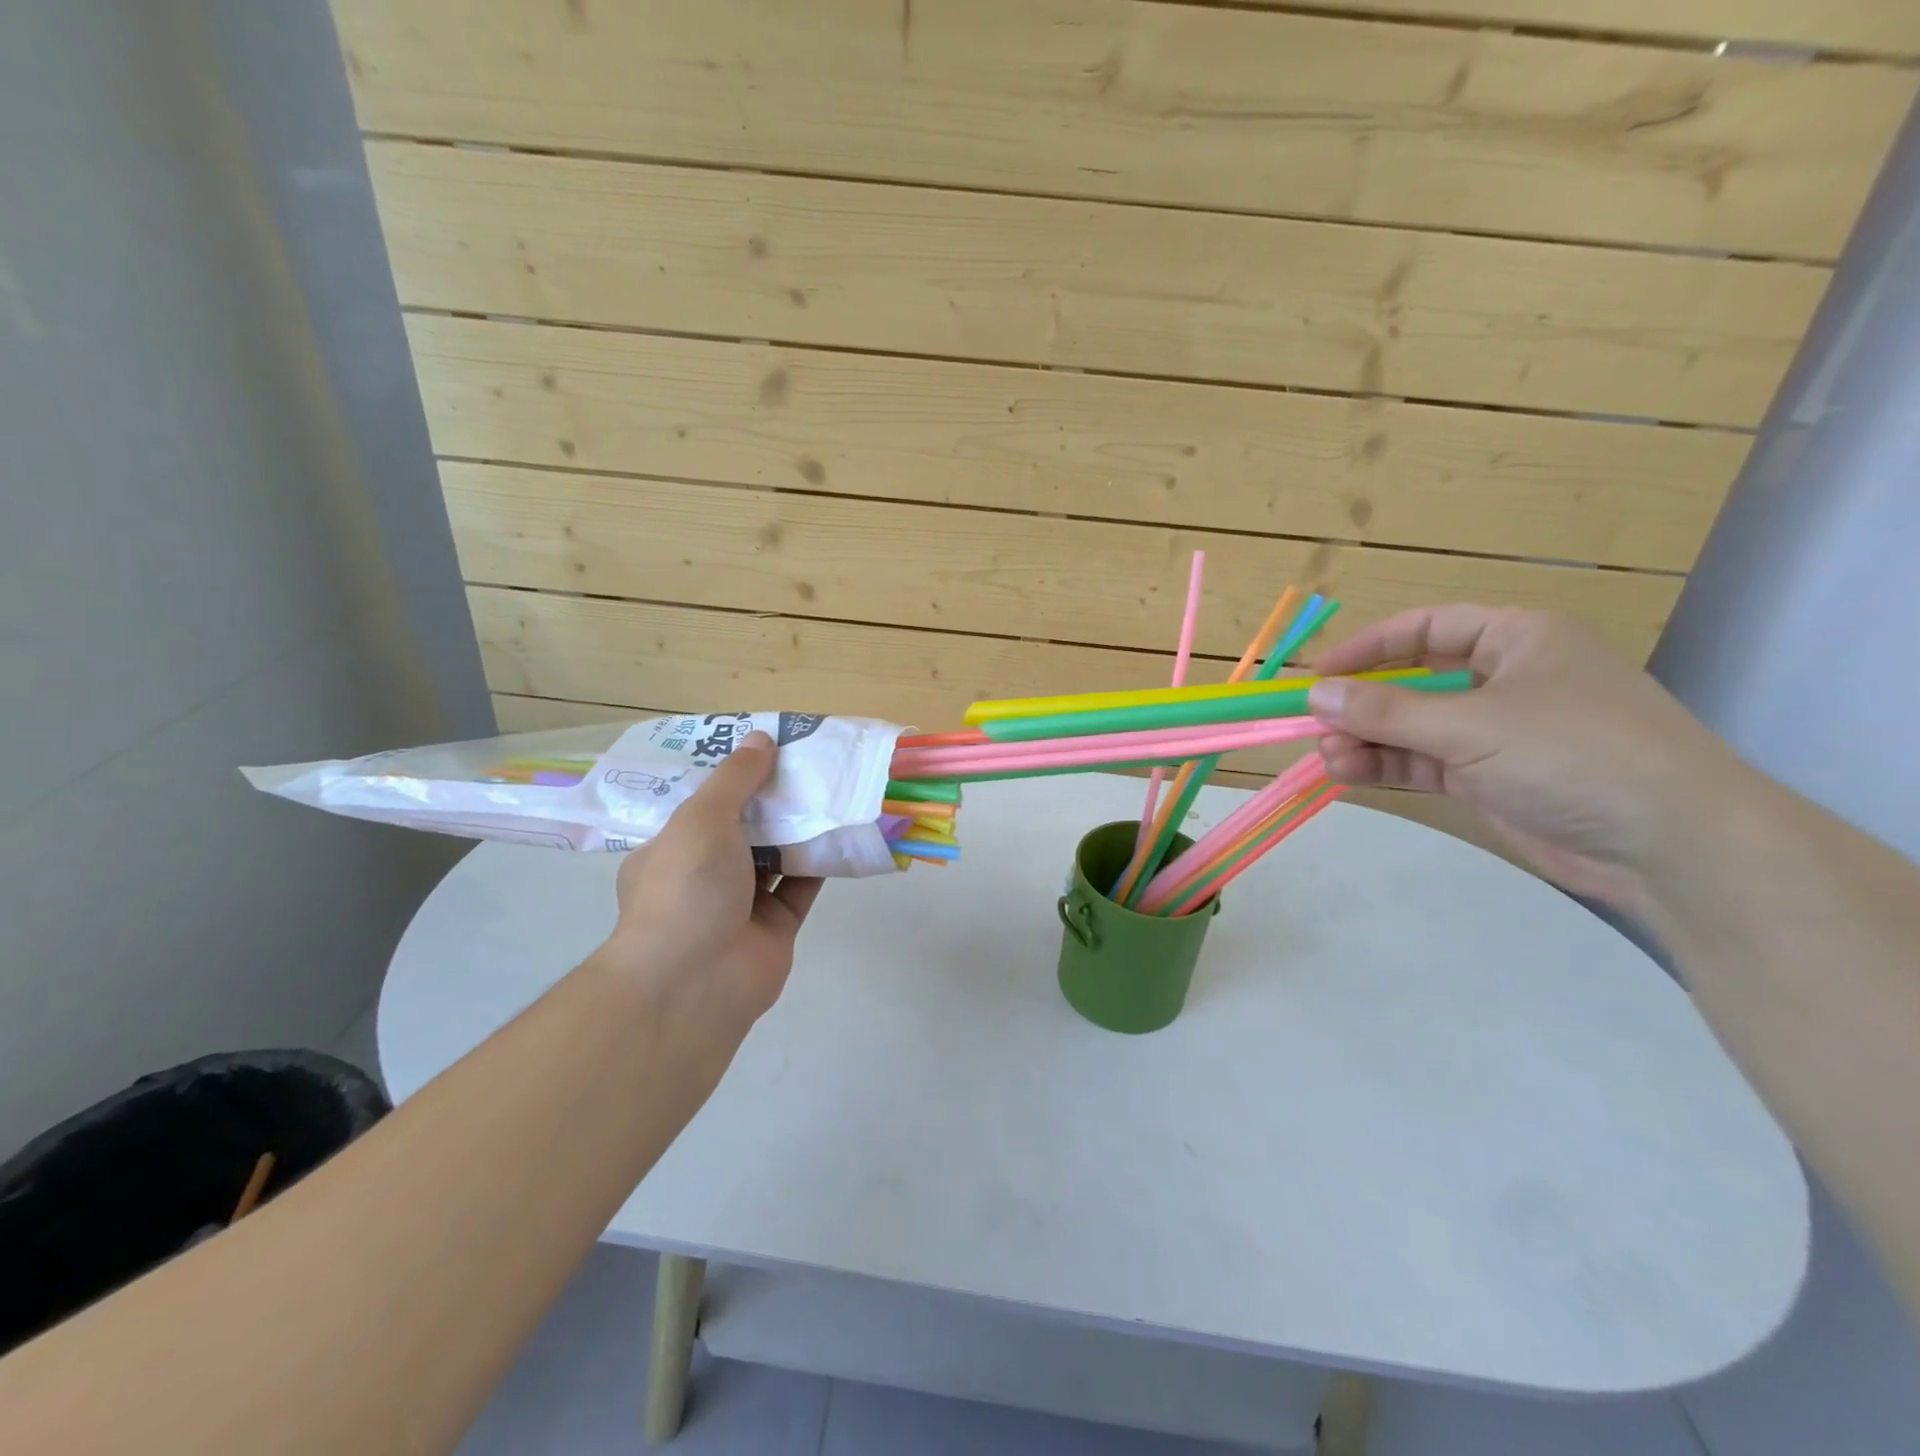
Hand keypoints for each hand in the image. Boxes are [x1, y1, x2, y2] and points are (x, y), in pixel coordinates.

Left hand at [599, 731, 822, 1029]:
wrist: (696, 981)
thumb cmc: (685, 888)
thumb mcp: (701, 818)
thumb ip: (735, 778)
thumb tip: (762, 738)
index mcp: (670, 849)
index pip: (701, 804)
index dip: (731, 774)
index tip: (763, 746)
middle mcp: (704, 875)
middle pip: (744, 826)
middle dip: (773, 797)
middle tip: (808, 761)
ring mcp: (741, 903)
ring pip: (777, 854)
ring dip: (801, 826)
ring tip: (833, 785)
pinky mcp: (777, 925)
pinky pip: (803, 884)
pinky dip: (822, 860)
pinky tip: (846, 828)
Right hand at [1307, 606, 1745, 908]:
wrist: (1669, 846)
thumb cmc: (1573, 754)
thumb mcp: (1471, 725)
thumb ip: (1386, 711)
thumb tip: (1316, 695)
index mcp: (1516, 640)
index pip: (1426, 628)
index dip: (1368, 648)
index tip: (1319, 674)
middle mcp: (1503, 680)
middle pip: (1413, 681)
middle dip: (1362, 705)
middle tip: (1317, 727)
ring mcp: (1497, 732)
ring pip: (1413, 727)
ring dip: (1368, 740)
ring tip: (1330, 758)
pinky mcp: (1490, 778)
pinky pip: (1424, 762)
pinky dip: (1387, 766)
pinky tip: (1349, 774)